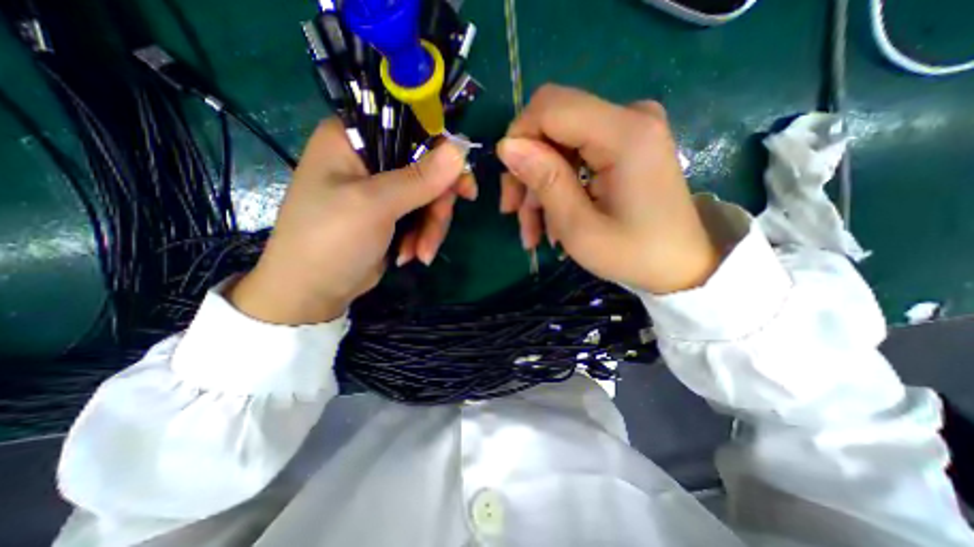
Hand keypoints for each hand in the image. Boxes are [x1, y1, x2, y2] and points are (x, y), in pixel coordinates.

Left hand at [229, 117, 471, 324]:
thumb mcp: (375, 206)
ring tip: (420, 254)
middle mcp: (369, 159)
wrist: (313, 292)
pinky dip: (422, 237)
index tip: (462, 183)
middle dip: (436, 205)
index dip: (441, 152)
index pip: (410, 127)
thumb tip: (460, 151)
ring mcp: (382, 189)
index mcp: (353, 139)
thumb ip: (419, 178)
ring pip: (429, 197)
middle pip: (426, 169)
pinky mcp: (392, 214)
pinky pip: (422, 216)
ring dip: (430, 229)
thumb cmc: (331, 240)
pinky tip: (410, 256)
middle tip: (438, 230)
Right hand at [498, 83, 716, 295]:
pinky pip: (576, 156)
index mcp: (625, 133)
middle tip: (514, 212)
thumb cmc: (634, 255)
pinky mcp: (626, 146)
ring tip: (533, 231)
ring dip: (539, 186)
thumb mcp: (580, 228)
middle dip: (526, 169)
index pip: (550, 108)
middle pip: (552, 124)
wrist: (682, 266)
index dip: (518, 140)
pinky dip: (558, 186)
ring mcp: (629, 130)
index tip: (511, 188)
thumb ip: (545, 180)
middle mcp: (630, 118)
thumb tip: (507, 146)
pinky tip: (552, 222)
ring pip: (559, 145)